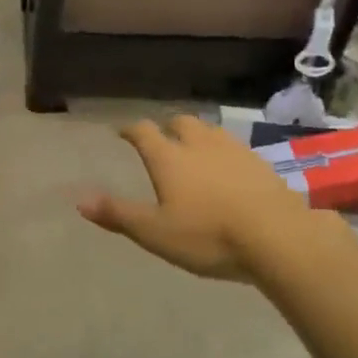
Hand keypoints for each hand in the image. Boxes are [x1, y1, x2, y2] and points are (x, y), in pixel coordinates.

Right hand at [77, 115, 314, 279]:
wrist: (277, 235)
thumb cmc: (208, 235)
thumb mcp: (156, 232)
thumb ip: (119, 215)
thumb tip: (79, 200)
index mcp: (169, 157)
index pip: (144, 132)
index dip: (131, 130)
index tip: (123, 132)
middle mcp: (199, 144)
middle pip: (181, 122)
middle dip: (169, 128)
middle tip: (163, 141)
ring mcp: (233, 150)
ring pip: (210, 131)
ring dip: (198, 136)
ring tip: (195, 152)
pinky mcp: (260, 163)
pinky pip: (234, 148)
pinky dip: (224, 153)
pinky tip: (228, 172)